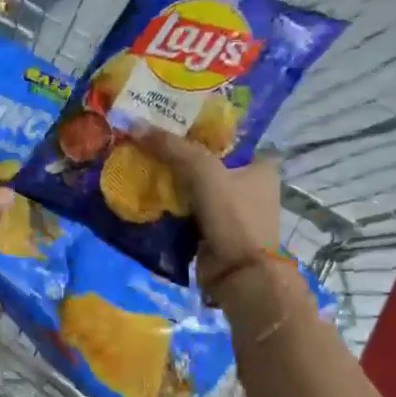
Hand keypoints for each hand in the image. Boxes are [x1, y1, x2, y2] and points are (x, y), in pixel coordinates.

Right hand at [136, 131, 282, 295]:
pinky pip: (185, 210)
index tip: (168, 121)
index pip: (226, 137)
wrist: (238, 275)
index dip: (198, 127)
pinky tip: (144, 193)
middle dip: (177, 155)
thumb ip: (172, 147)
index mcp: (260, 165)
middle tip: (145, 141)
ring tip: (138, 163)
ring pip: (193, 187)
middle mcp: (249, 185)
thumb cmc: (233, 216)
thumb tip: (135, 125)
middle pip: (205, 161)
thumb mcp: (203, 172)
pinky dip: (168, 204)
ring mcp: (231, 211)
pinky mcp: (213, 231)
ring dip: (169, 181)